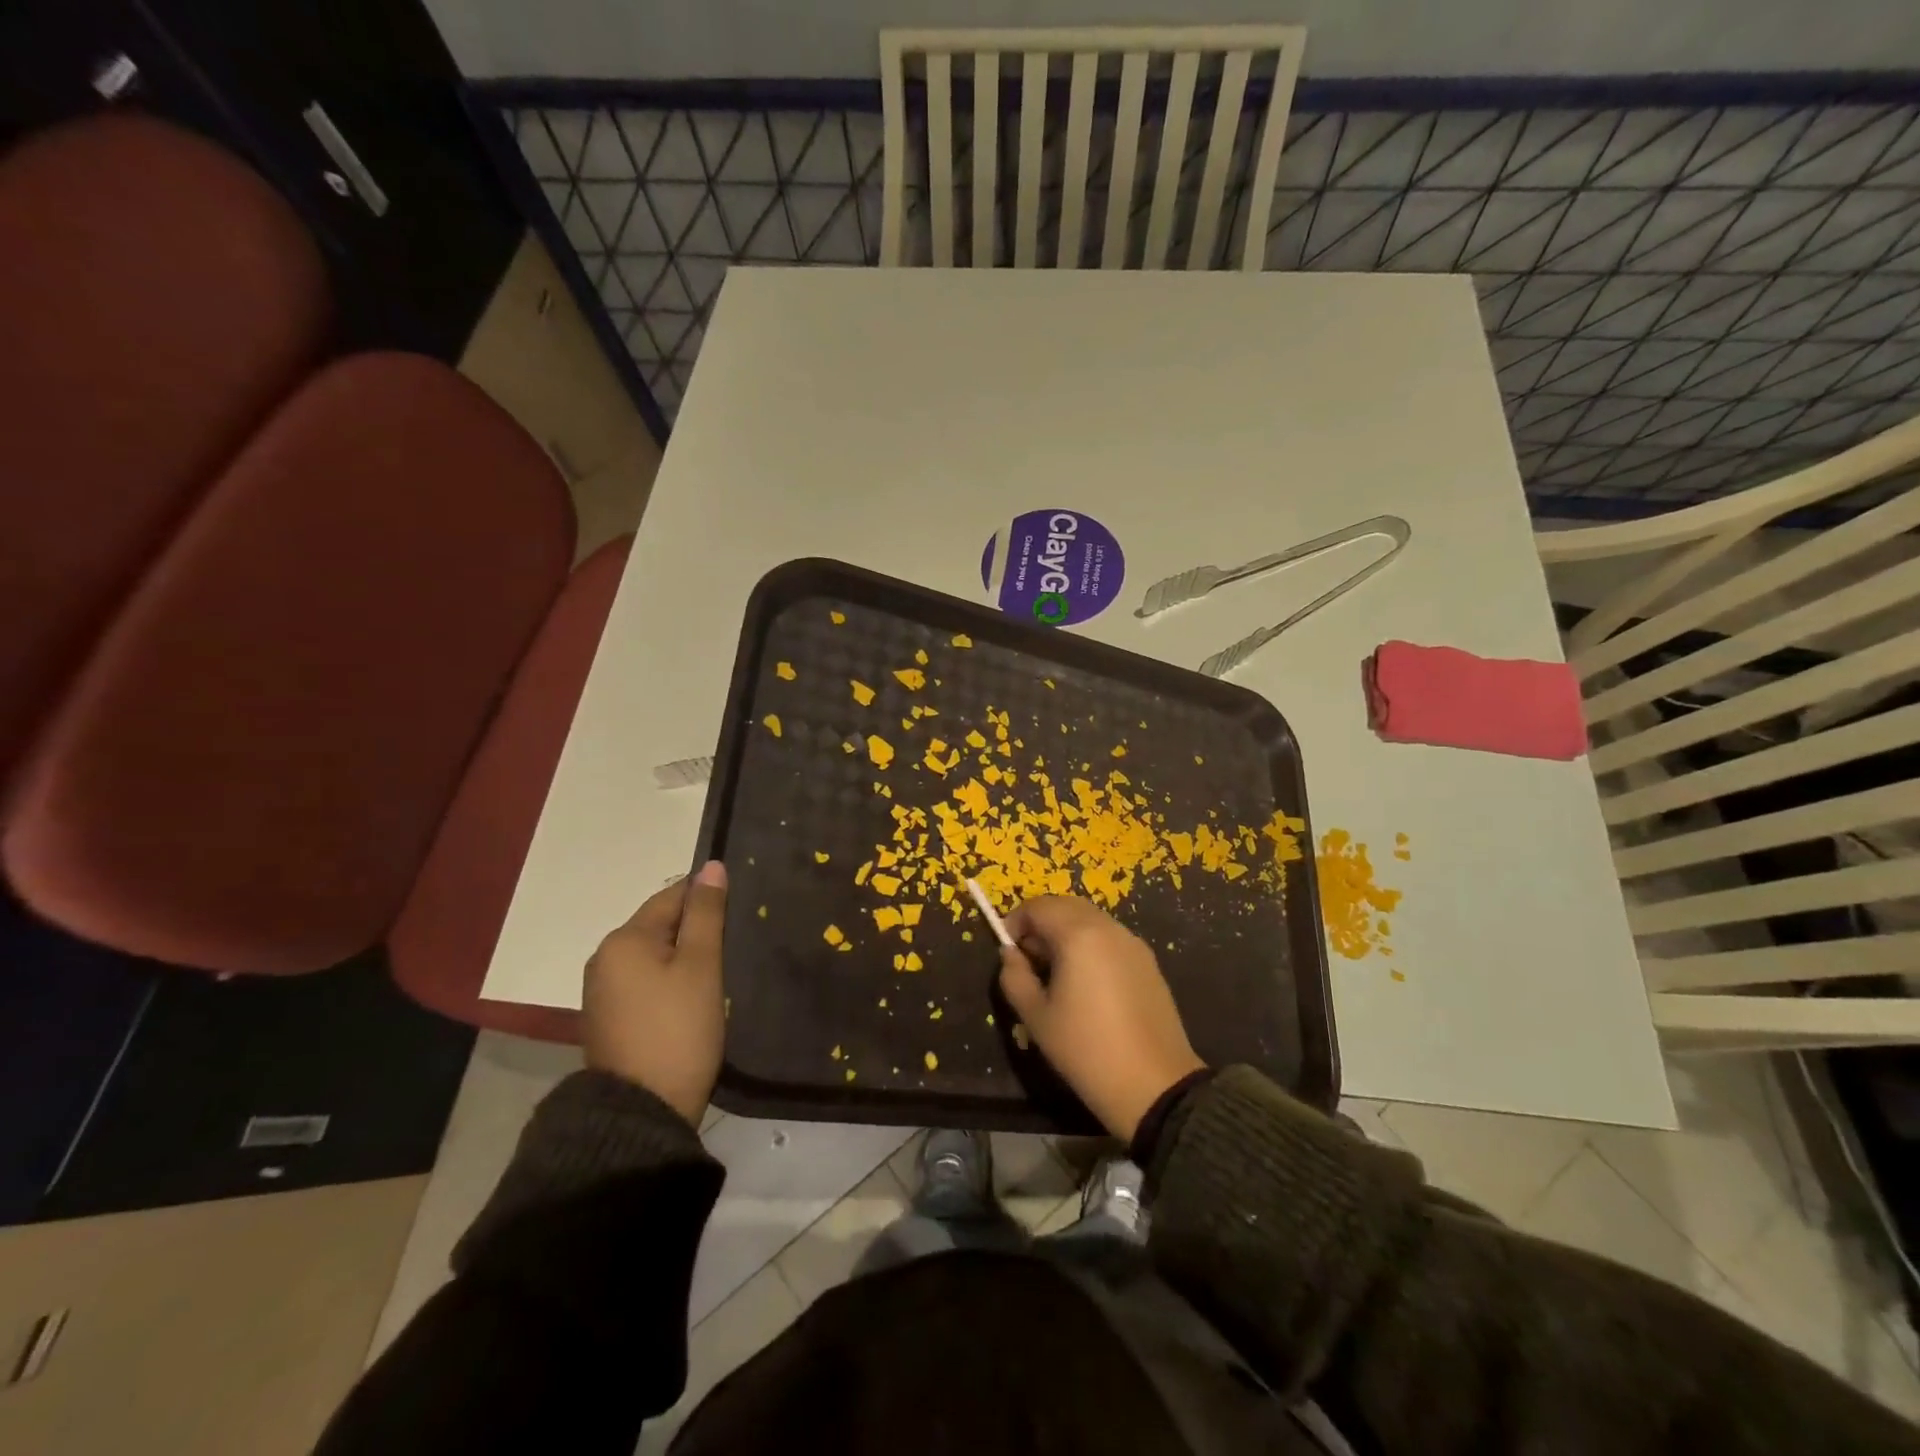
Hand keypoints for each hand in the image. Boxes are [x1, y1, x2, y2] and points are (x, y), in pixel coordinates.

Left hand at [582, 861, 727, 1125]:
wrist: (640, 1112)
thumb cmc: (678, 1029)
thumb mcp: (701, 965)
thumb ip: (707, 913)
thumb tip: (712, 866)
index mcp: (624, 939)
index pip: (672, 896)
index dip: (708, 898)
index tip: (741, 909)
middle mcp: (604, 958)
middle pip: (660, 925)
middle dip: (697, 929)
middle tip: (737, 942)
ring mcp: (603, 992)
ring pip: (654, 956)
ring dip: (684, 957)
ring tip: (721, 969)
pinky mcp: (610, 1020)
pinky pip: (645, 983)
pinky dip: (670, 981)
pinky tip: (694, 996)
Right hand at [997, 895, 1204, 1142]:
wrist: (1155, 1085)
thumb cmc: (1086, 1050)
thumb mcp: (1036, 1017)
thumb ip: (1015, 976)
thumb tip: (1011, 954)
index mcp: (1078, 935)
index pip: (1038, 906)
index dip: (1015, 920)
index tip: (1007, 948)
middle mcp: (1108, 928)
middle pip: (1066, 905)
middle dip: (1041, 922)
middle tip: (1028, 958)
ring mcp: (1133, 943)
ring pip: (1090, 919)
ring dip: (1066, 932)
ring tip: (1056, 972)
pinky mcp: (1148, 961)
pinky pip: (1110, 937)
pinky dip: (1090, 944)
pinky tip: (1087, 983)